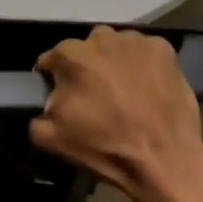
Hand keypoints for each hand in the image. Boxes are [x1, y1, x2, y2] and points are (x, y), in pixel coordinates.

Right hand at [32, 26, 202, 201]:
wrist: (166, 163)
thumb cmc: (107, 148)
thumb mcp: (52, 139)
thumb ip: (36, 115)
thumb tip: (43, 105)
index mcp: (71, 56)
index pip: (52, 60)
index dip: (55, 79)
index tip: (64, 98)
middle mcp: (100, 38)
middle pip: (85, 49)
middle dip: (87, 67)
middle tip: (98, 96)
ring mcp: (134, 41)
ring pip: (115, 46)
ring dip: (114, 62)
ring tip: (125, 90)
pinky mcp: (163, 49)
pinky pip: (144, 51)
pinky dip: (143, 63)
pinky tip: (148, 86)